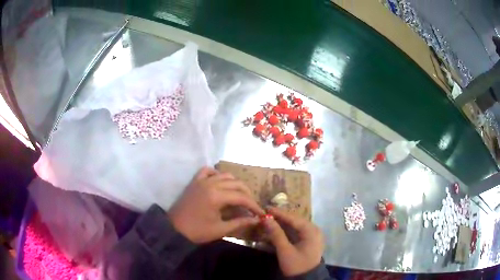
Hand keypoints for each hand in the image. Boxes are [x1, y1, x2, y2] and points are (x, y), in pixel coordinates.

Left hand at [168, 167, 264, 243]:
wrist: (174, 229)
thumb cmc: (197, 231)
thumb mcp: (220, 229)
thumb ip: (240, 222)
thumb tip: (256, 219)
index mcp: (217, 196)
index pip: (242, 197)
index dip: (254, 205)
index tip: (261, 213)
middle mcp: (210, 184)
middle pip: (236, 184)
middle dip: (247, 194)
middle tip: (251, 206)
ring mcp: (201, 181)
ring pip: (225, 175)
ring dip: (235, 184)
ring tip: (239, 195)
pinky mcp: (194, 181)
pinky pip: (207, 171)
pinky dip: (216, 174)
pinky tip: (220, 183)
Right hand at [263, 207, 323, 276]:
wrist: (306, 279)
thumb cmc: (296, 265)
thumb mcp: (285, 251)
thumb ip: (276, 234)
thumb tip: (266, 219)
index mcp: (311, 231)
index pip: (294, 218)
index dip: (279, 213)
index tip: (266, 208)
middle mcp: (314, 230)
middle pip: (295, 220)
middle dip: (280, 217)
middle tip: (266, 214)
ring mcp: (312, 235)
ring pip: (295, 225)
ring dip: (283, 223)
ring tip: (269, 219)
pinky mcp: (308, 241)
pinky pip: (297, 231)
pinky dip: (286, 230)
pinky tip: (277, 229)